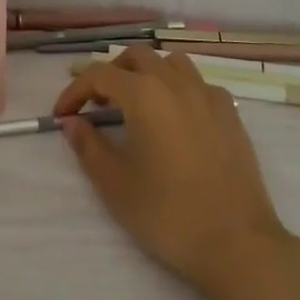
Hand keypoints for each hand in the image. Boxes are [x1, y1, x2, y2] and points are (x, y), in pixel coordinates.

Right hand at [53, 47, 294, 294]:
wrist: (237, 242)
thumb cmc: (167, 213)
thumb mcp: (115, 184)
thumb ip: (88, 146)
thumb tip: (72, 122)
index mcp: (144, 94)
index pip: (99, 75)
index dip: (75, 91)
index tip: (63, 115)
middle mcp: (175, 82)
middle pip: (136, 56)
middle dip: (111, 73)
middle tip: (98, 104)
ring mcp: (208, 94)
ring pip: (171, 62)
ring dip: (147, 72)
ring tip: (137, 103)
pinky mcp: (230, 114)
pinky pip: (198, 84)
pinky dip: (179, 89)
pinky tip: (176, 118)